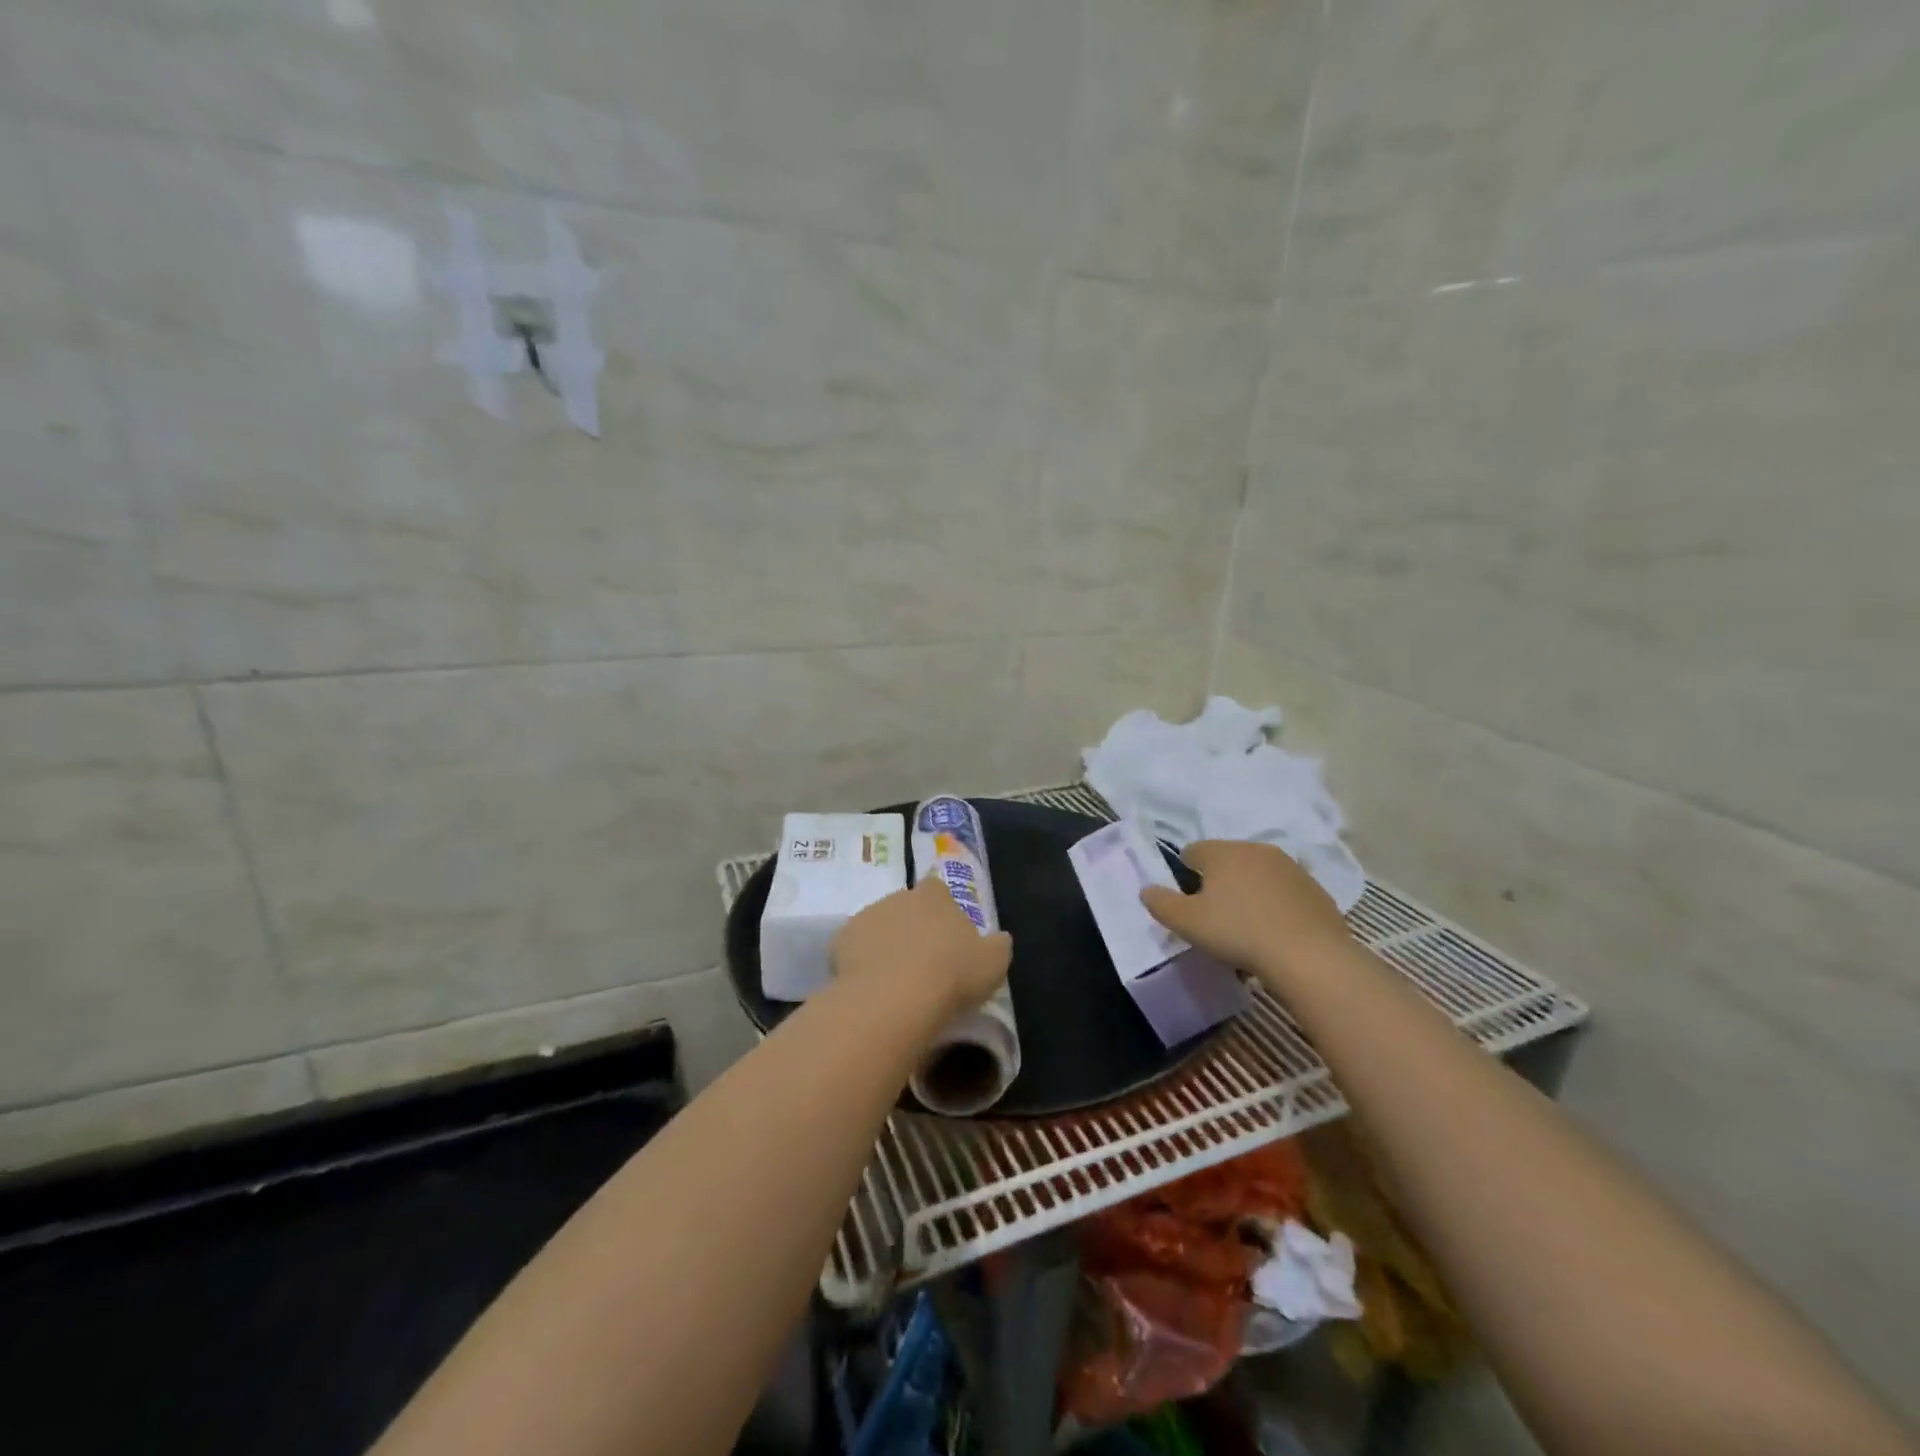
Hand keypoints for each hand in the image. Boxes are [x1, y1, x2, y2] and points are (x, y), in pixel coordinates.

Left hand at [832, 875, 1013, 1022]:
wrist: (894, 997)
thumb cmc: (951, 975)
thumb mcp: (993, 963)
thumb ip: (998, 945)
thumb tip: (1000, 938)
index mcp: (935, 896)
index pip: (938, 889)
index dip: (941, 910)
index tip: (945, 935)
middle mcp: (899, 896)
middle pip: (906, 907)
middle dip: (911, 927)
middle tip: (921, 962)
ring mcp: (867, 916)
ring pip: (878, 926)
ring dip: (885, 944)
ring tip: (894, 980)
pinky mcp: (841, 940)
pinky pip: (854, 949)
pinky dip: (860, 962)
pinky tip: (870, 987)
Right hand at [1139, 840, 1348, 984]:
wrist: (1310, 956)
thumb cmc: (1238, 932)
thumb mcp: (1186, 923)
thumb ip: (1160, 903)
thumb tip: (1146, 889)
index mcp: (1222, 851)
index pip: (1191, 852)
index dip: (1184, 876)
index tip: (1189, 905)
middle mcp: (1256, 849)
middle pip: (1226, 861)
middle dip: (1218, 884)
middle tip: (1215, 919)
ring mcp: (1290, 868)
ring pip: (1257, 876)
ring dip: (1248, 894)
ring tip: (1247, 930)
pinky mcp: (1315, 890)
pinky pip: (1284, 893)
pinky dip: (1276, 906)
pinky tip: (1276, 935)